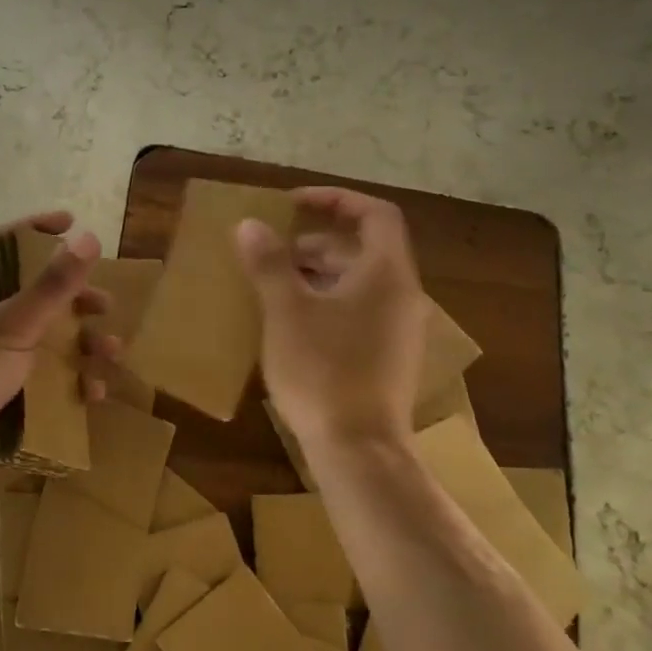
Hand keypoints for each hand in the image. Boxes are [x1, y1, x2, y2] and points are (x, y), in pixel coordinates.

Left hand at [0, 211, 118, 509]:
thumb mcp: (12, 325)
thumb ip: (52, 284)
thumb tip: (88, 236)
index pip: (1, 245)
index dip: (34, 229)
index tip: (70, 222)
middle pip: (32, 296)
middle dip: (72, 299)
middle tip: (103, 304)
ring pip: (44, 342)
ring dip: (80, 345)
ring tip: (110, 351)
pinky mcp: (1, 399)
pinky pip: (43, 382)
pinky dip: (70, 383)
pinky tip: (93, 392)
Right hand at [236, 187, 430, 444]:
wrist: (359, 451)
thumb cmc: (323, 371)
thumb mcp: (286, 311)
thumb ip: (269, 263)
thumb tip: (250, 224)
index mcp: (386, 274)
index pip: (375, 214)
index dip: (335, 199)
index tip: (294, 203)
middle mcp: (401, 295)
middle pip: (362, 249)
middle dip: (315, 243)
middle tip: (272, 252)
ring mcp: (397, 330)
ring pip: (357, 283)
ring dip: (317, 274)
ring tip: (273, 286)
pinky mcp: (387, 358)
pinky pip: (357, 312)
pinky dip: (326, 302)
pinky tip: (290, 324)